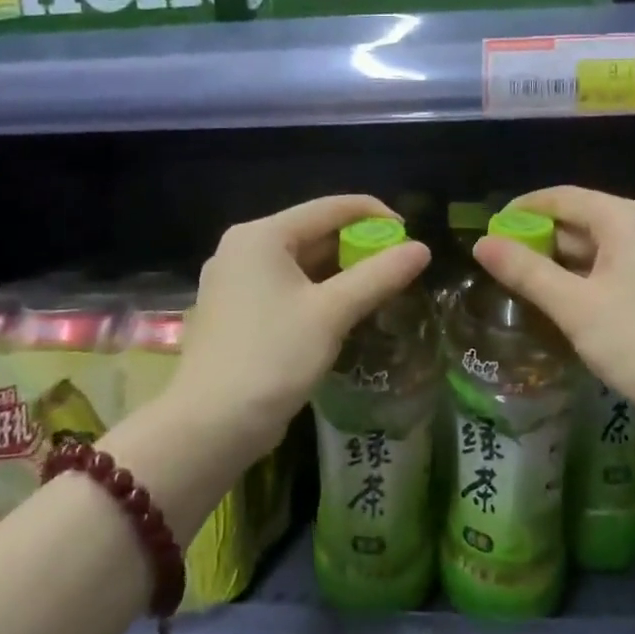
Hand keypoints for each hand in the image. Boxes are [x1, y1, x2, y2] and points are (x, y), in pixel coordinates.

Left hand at [171, 195, 430, 462]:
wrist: (211, 425)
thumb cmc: (273, 357)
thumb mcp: (332, 313)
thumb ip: (379, 276)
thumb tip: (423, 249)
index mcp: (261, 235)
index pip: (330, 208)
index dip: (375, 216)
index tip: (411, 237)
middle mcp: (244, 249)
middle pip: (314, 233)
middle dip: (360, 248)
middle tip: (401, 268)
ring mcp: (236, 282)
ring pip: (302, 264)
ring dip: (342, 273)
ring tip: (383, 288)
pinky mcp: (238, 312)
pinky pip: (288, 288)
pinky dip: (319, 293)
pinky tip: (347, 311)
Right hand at [472, 186, 634, 436]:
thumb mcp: (575, 307)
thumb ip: (526, 271)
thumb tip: (481, 243)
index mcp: (628, 219)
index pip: (562, 197)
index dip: (521, 210)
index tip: (488, 231)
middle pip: (581, 220)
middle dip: (539, 240)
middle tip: (500, 266)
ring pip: (597, 248)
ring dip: (561, 263)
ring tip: (523, 286)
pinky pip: (615, 270)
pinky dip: (586, 279)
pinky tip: (564, 303)